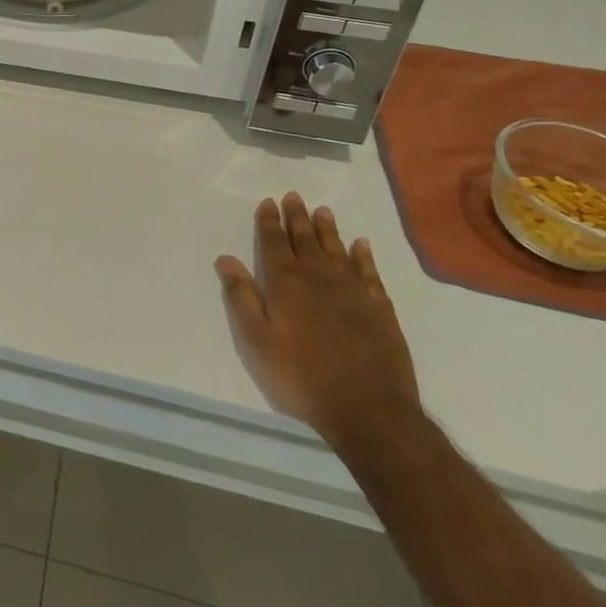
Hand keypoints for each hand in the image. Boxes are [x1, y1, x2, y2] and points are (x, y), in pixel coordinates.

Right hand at [214, 193, 421, 456]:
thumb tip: (226, 259)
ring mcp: (353, 292)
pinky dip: (363, 256)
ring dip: (328, 229)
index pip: (274, 243)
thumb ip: (241, 297)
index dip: (270, 222)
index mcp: (286, 284)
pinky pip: (369, 273)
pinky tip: (361, 245)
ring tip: (322, 211)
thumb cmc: (301, 377)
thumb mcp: (257, 341)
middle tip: (294, 196)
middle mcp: (319, 278)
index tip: (268, 202)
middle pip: (305, 240)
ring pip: (337, 250)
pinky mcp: (379, 309)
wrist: (369, 410)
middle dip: (297, 217)